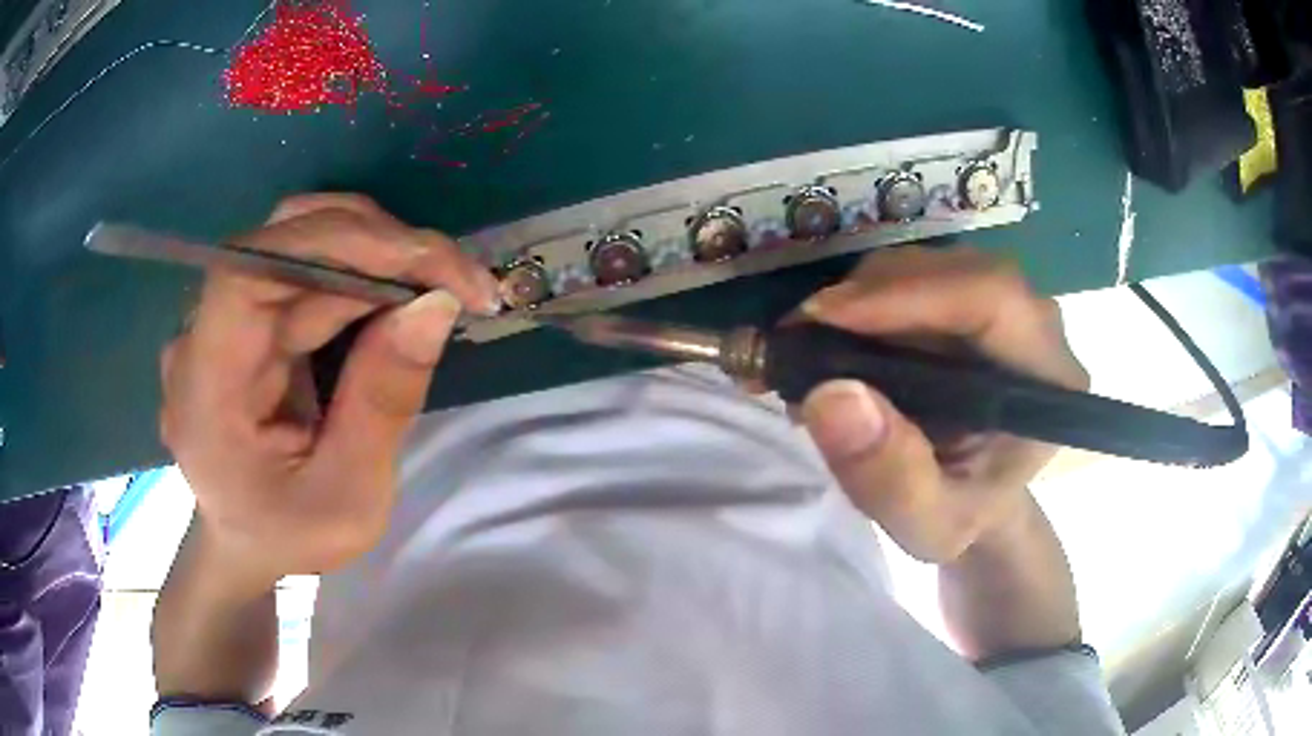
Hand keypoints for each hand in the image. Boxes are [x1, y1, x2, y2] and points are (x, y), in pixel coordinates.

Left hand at [160, 194, 499, 588]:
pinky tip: (401, 297)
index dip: (333, 244)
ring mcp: (223, 319)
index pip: (249, 272)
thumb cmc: (290, 536)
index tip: (424, 259)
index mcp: (206, 389)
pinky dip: (362, 273)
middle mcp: (202, 335)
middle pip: (283, 242)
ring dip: (377, 253)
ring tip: (440, 286)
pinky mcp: (248, 316)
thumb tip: (436, 304)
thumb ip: (382, 404)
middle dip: (378, 247)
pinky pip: (305, 270)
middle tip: (460, 280)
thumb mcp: (348, 498)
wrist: (249, 543)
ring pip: (300, 243)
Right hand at [798, 247, 1088, 563]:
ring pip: (927, 265)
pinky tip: (830, 339)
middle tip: (801, 337)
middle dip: (870, 294)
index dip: (910, 294)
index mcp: (1050, 378)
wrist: (972, 499)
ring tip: (809, 348)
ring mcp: (1001, 305)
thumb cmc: (963, 515)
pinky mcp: (967, 300)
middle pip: (955, 270)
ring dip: (858, 295)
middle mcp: (1035, 324)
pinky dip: (860, 300)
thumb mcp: (929, 525)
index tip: (825, 317)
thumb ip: (892, 478)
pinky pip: (912, 277)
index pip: (992, 298)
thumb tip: (829, 395)